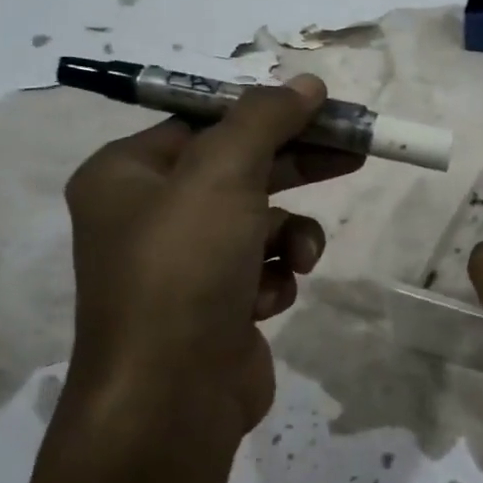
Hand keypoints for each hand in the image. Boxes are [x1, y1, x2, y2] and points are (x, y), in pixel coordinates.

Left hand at [60, 75, 362, 446]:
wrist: (171, 399)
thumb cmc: (185, 270)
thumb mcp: (223, 175)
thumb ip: (265, 120)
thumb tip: (307, 82)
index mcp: (126, 175)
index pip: (205, 122)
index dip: (268, 113)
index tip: (324, 109)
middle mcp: (148, 216)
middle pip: (240, 169)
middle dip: (297, 166)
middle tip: (356, 152)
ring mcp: (182, 266)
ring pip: (260, 223)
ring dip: (289, 237)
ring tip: (300, 259)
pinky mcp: (215, 306)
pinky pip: (261, 269)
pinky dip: (275, 278)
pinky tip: (269, 300)